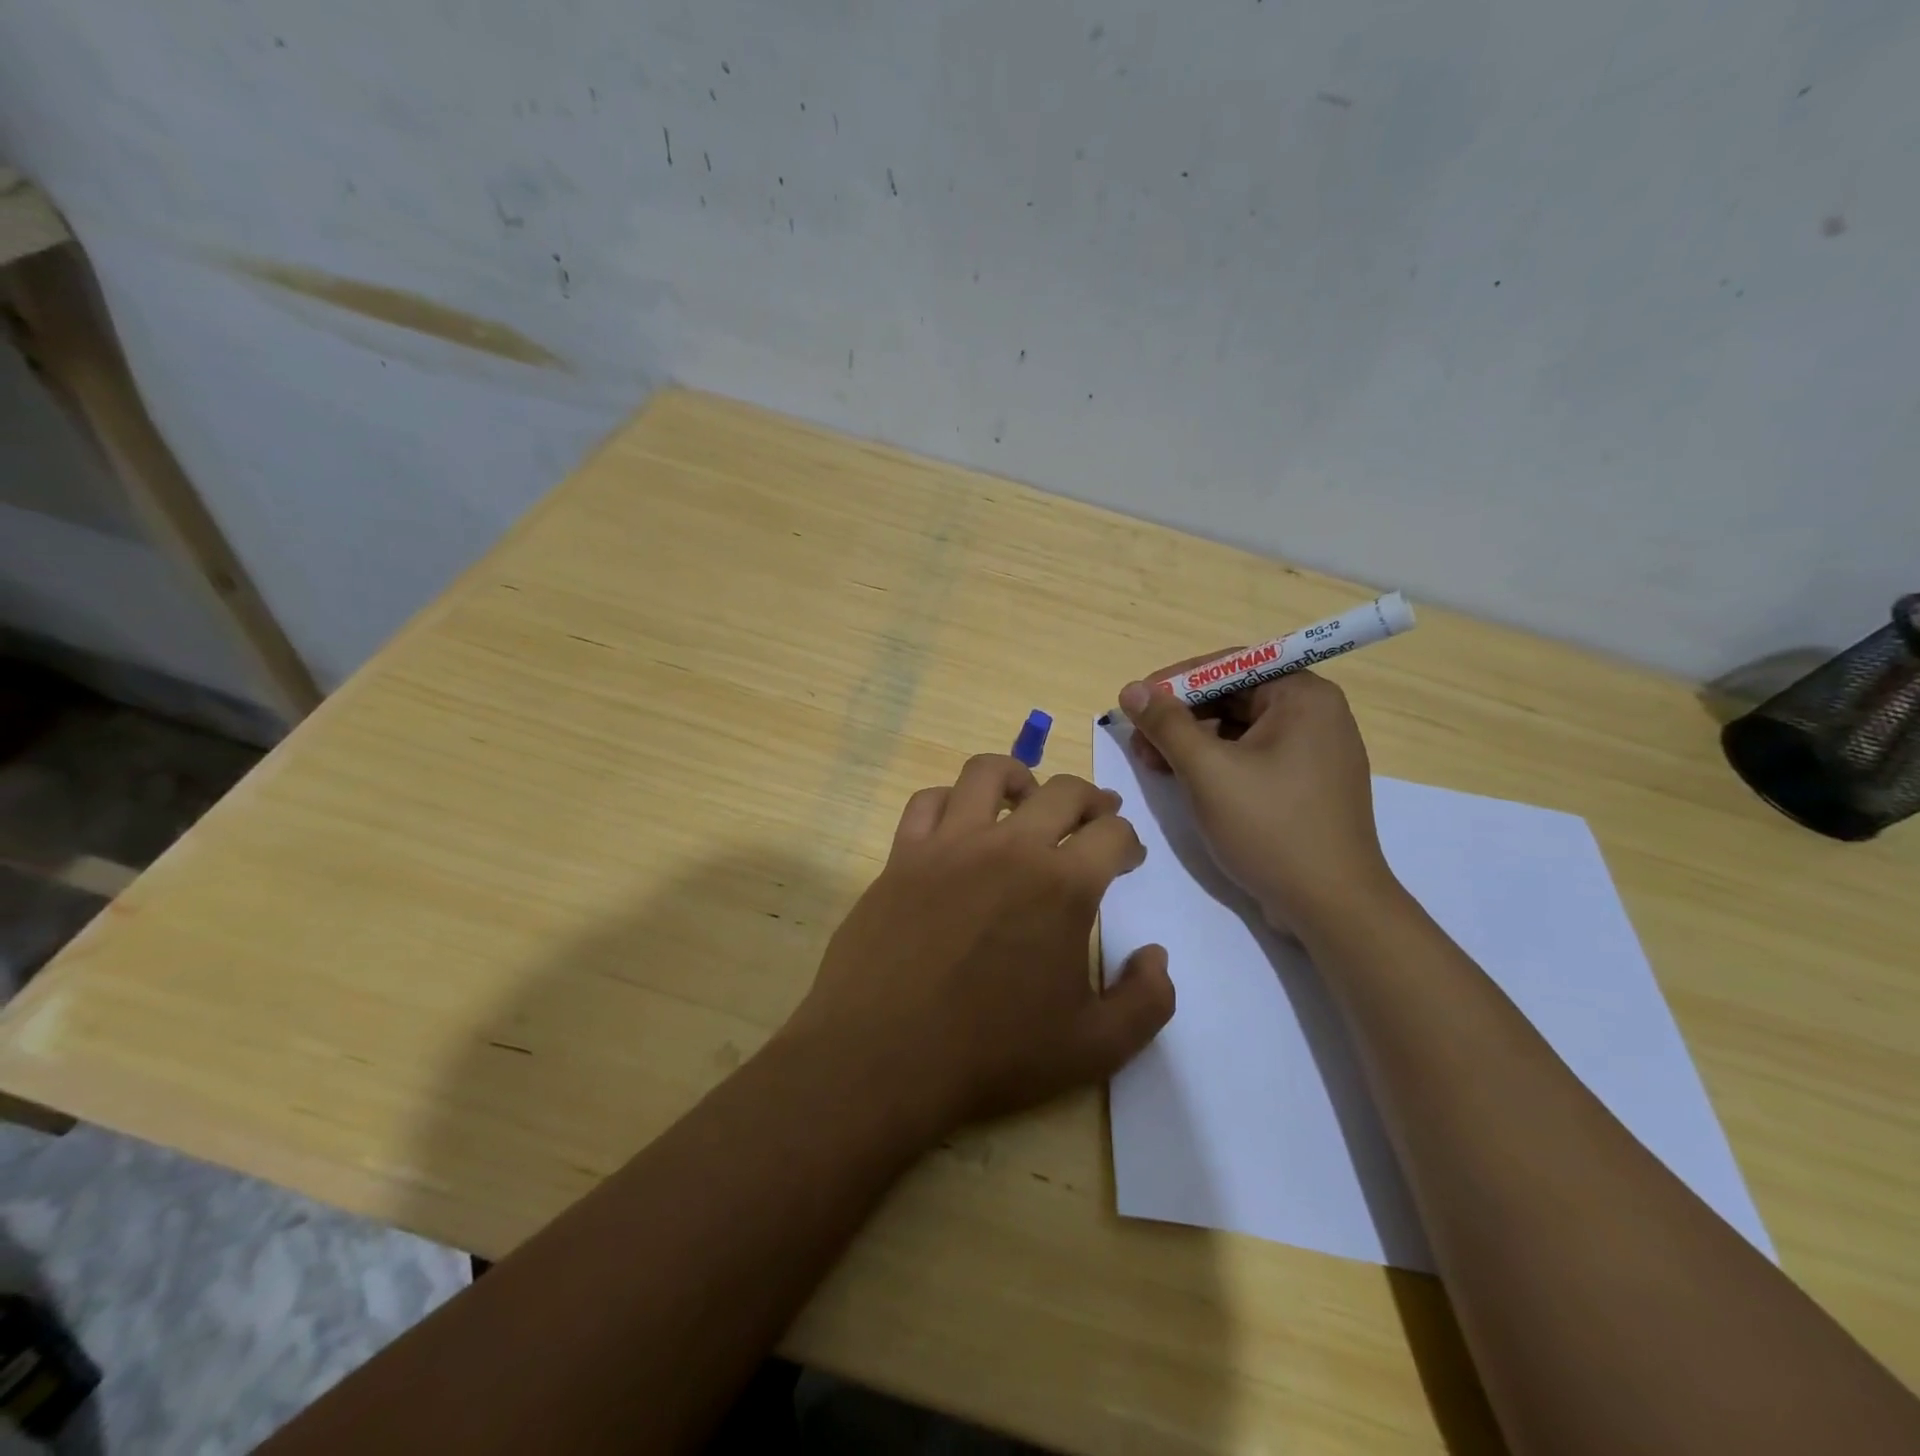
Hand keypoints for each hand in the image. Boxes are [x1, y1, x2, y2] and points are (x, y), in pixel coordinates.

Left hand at [783, 754, 1174, 1141]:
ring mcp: (949, 845)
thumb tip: (1157, 955)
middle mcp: (1009, 848)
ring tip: (1028, 798)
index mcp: (1062, 886)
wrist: (883, 1058)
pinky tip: (960, 823)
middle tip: (1097, 817)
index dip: (1129, 842)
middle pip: (1063, 791)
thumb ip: (1147, 1001)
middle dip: (1091, 799)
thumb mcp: (1095, 1048)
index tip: (1128, 859)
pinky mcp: (903, 855)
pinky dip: (951, 800)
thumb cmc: (992, 1055)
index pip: (1113, 835)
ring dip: (1020, 777)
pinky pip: (928, 801)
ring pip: (988, 773)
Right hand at [1118, 664, 1396, 933]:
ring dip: (1192, 741)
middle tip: (1139, 740)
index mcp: (1303, 696)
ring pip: (1239, 728)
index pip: (1229, 666)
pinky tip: (1185, 780)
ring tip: (1153, 764)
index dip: (1176, 681)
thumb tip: (1132, 690)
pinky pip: (1253, 756)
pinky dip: (1216, 762)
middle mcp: (1316, 714)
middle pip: (1233, 696)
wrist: (1331, 906)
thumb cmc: (1270, 828)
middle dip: (1181, 715)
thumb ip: (1167, 725)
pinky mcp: (1306, 783)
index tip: (1135, 702)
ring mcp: (1314, 751)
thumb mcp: (1208, 771)